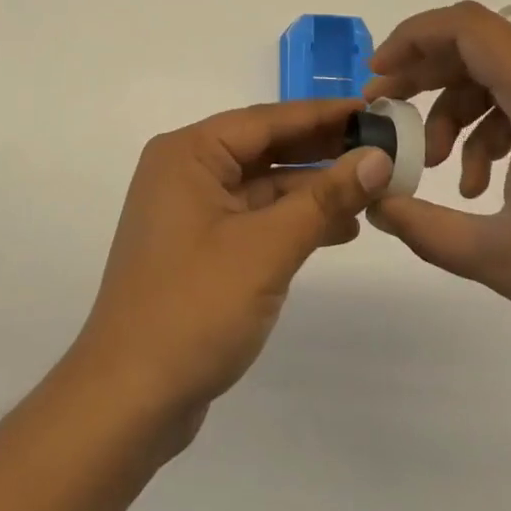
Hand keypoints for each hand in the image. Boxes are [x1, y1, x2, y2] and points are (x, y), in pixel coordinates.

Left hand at [70, 99, 394, 437]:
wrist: (129, 401)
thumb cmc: (194, 307)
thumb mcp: (267, 248)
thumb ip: (324, 200)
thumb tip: (378, 158)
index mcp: (189, 153)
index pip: (267, 120)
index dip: (323, 114)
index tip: (373, 110)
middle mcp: (186, 171)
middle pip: (265, 148)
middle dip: (322, 150)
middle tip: (381, 146)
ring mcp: (191, 212)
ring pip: (263, 185)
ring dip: (313, 189)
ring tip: (373, 189)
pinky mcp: (200, 248)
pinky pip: (255, 218)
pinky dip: (294, 221)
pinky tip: (340, 228)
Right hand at [365, 2, 510, 385]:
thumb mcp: (500, 256)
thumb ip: (423, 226)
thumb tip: (373, 201)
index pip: (465, 26)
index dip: (411, 39)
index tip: (378, 78)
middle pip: (480, 48)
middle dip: (426, 78)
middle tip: (388, 116)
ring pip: (504, 77)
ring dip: (461, 113)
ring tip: (438, 170)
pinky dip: (498, 129)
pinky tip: (486, 183)